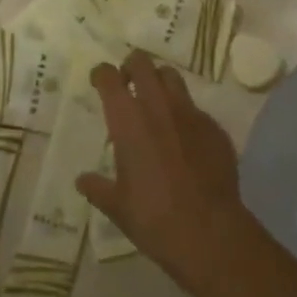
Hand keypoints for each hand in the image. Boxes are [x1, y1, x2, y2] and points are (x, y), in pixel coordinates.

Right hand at [75, 51, 252, 292]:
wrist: (209, 233)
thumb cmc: (154, 217)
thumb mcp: (117, 206)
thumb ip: (98, 188)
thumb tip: (82, 181)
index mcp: (128, 120)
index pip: (109, 77)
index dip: (101, 73)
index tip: (99, 81)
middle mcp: (158, 106)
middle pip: (142, 63)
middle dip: (131, 66)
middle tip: (127, 83)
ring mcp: (190, 113)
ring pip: (172, 77)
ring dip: (159, 82)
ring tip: (156, 102)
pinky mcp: (214, 127)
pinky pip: (195, 109)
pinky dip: (184, 115)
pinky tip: (184, 139)